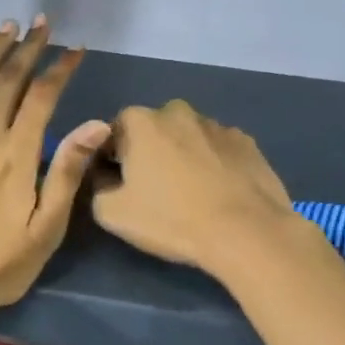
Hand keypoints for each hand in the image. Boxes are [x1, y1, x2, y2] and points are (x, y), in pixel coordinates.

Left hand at [0, 18, 109, 324]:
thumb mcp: (45, 228)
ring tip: (6, 28)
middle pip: (6, 80)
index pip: (42, 96)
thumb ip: (67, 171)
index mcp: (15, 155)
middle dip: (27, 48)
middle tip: (41, 24)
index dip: (60, 68)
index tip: (75, 49)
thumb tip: (97, 123)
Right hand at [91, 100, 302, 280]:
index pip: (112, 133)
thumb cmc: (172, 219)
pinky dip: (214, 164)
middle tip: (154, 191)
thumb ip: (97, 187)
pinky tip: (218, 193)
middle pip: (151, 131)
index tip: (119, 185)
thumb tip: (106, 178)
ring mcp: (216, 124)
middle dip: (149, 154)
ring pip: (187, 138)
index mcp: (140, 121)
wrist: (246, 232)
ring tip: (191, 195)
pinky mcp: (247, 142)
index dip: (111, 159)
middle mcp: (177, 111)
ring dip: (183, 157)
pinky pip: (218, 150)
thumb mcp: (112, 214)